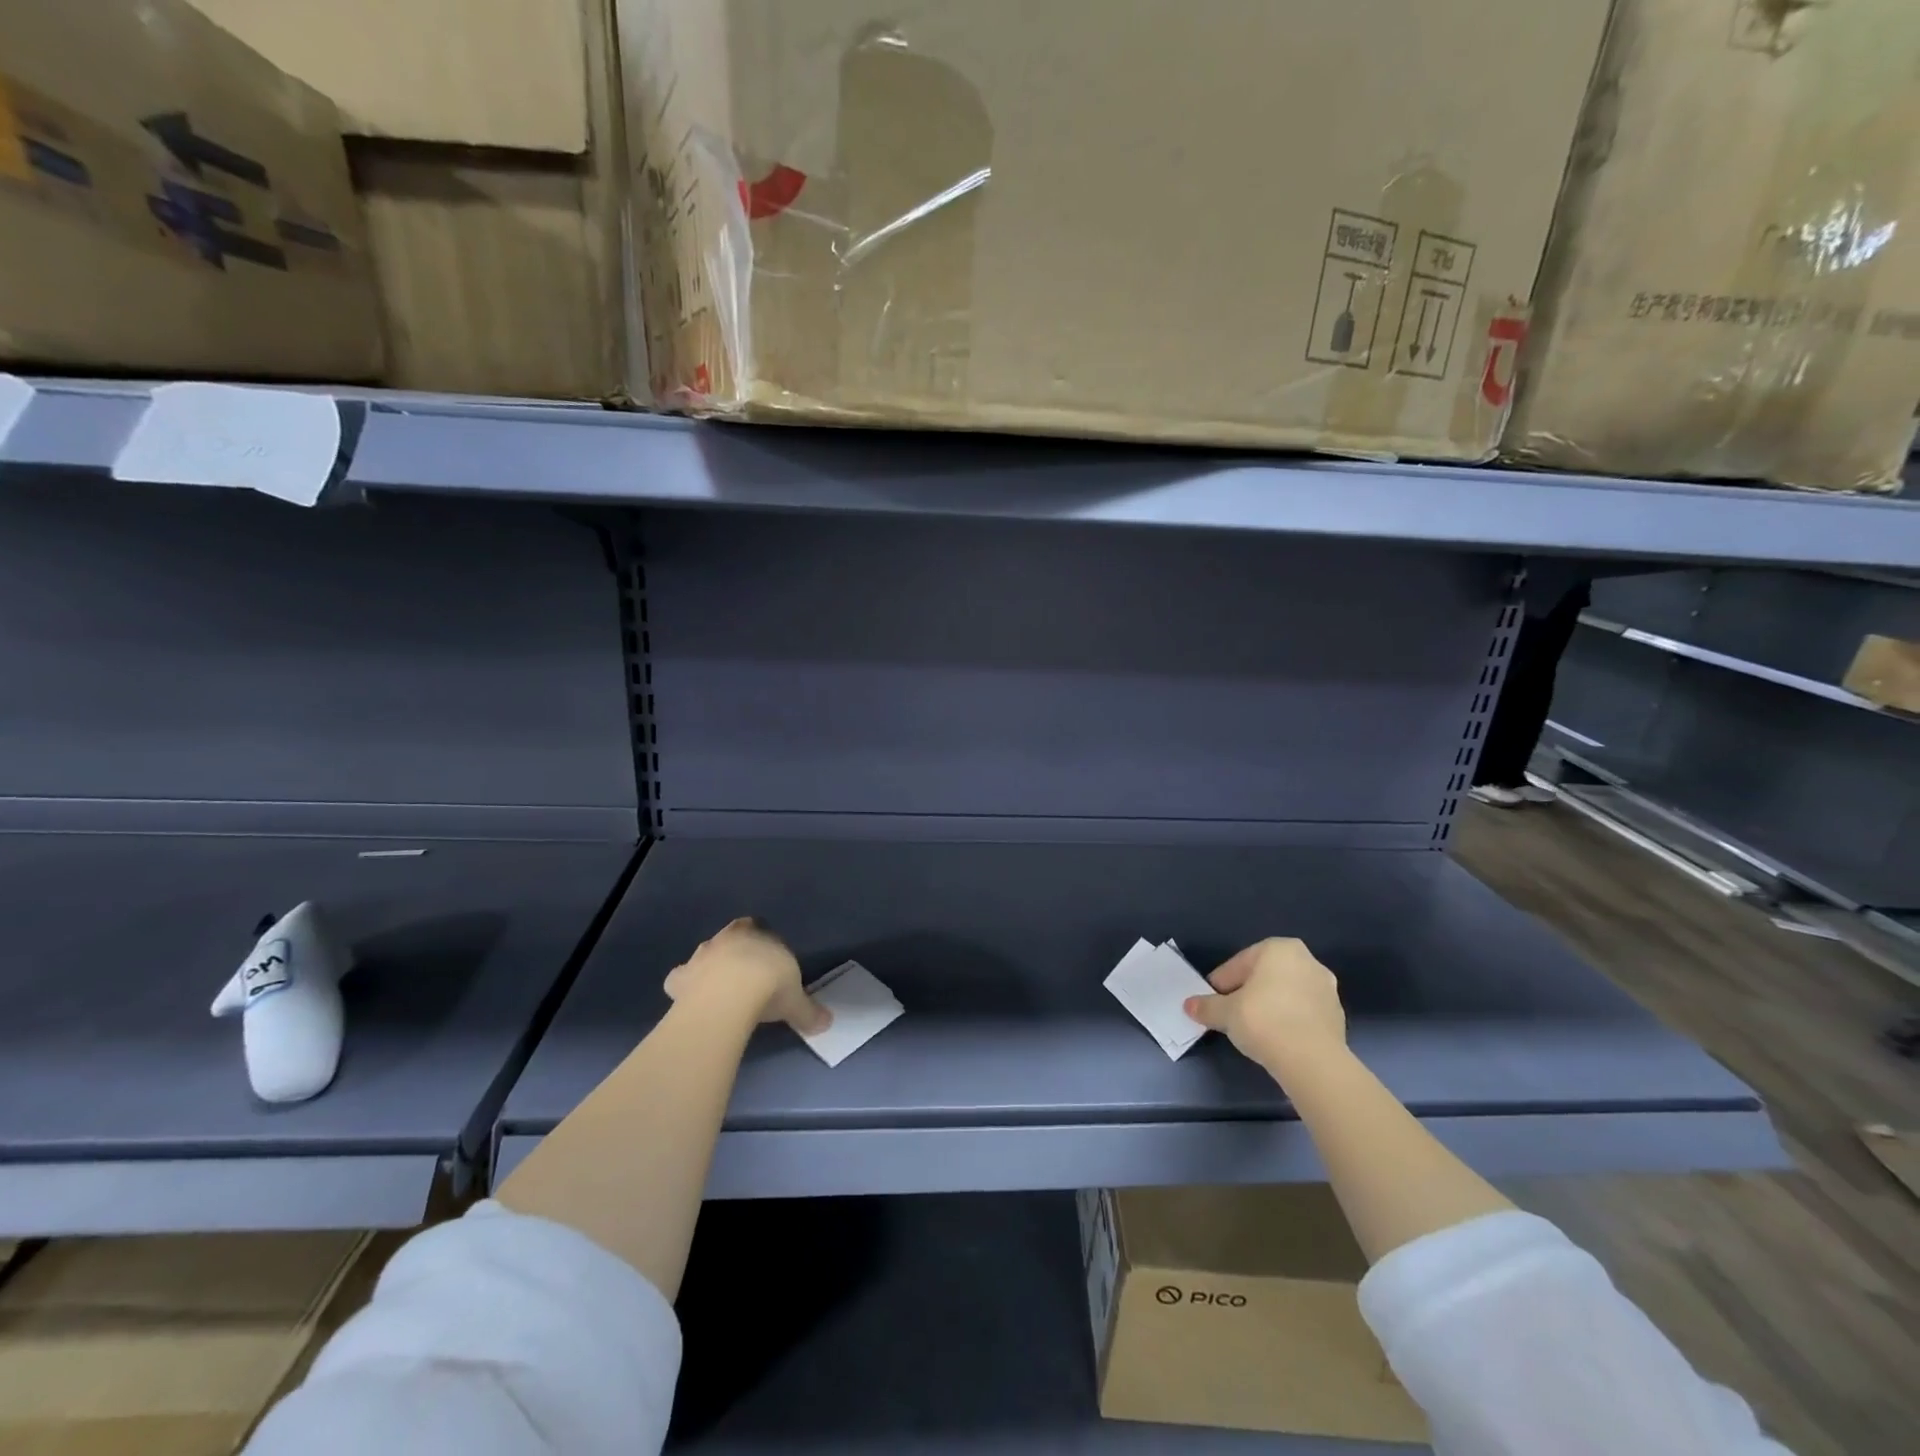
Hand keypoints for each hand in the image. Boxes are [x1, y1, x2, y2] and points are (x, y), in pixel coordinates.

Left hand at [664, 917, 830, 1034]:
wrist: (730, 995)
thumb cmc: (769, 986)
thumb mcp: (796, 1001)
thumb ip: (809, 1011)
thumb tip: (826, 1022)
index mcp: (759, 934)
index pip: (760, 928)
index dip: (763, 945)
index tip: (768, 963)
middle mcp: (728, 938)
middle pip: (730, 937)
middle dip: (735, 952)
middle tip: (744, 975)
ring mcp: (701, 955)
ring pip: (704, 955)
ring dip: (709, 968)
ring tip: (718, 991)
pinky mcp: (680, 977)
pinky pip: (679, 979)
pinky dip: (683, 986)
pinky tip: (690, 1000)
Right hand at [1183, 937, 1345, 1080]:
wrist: (1313, 1061)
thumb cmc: (1264, 1021)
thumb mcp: (1225, 1013)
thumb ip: (1206, 1006)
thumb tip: (1189, 1006)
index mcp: (1278, 948)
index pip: (1238, 964)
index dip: (1221, 985)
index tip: (1213, 1003)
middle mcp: (1306, 960)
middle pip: (1264, 976)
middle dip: (1247, 992)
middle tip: (1231, 1014)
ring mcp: (1326, 988)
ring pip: (1285, 993)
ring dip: (1269, 1006)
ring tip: (1254, 1029)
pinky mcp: (1338, 1015)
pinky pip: (1303, 1012)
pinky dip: (1289, 1020)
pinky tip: (1277, 1039)